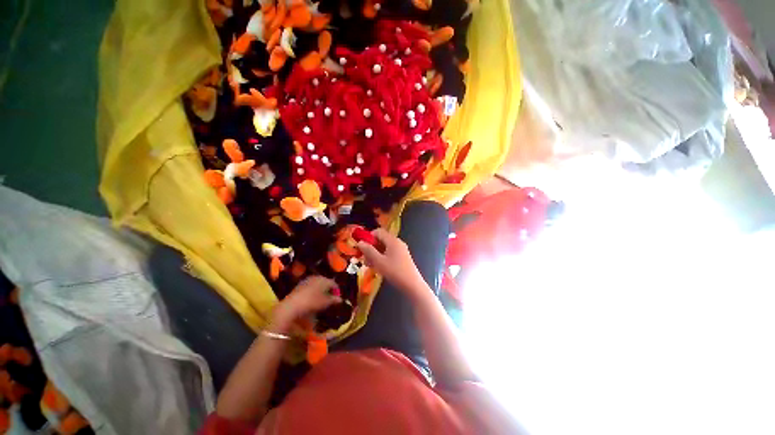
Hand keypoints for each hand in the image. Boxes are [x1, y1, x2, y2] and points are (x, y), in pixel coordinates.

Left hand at [273, 276, 341, 327]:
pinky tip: (312, 298)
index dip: (337, 291)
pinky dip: (313, 291)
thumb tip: (341, 299)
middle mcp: (317, 277)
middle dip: (328, 290)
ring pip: (318, 284)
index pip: (334, 283)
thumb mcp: (325, 302)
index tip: (337, 298)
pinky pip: (310, 286)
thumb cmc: (312, 302)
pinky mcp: (300, 284)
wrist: (292, 305)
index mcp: (324, 279)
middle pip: (326, 282)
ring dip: (320, 290)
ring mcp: (307, 280)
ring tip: (321, 299)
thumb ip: (334, 300)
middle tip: (330, 298)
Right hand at [356, 228, 427, 296]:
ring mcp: (401, 250)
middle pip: (381, 240)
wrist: (412, 285)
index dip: (368, 237)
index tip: (362, 248)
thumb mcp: (379, 261)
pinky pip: (389, 253)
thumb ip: (368, 251)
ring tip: (370, 265)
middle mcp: (397, 242)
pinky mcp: (402, 257)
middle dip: (371, 248)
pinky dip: (382, 258)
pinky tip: (378, 268)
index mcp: (392, 240)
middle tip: (364, 259)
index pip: (378, 232)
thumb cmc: (395, 272)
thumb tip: (360, 242)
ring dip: (375, 254)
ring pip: (384, 248)